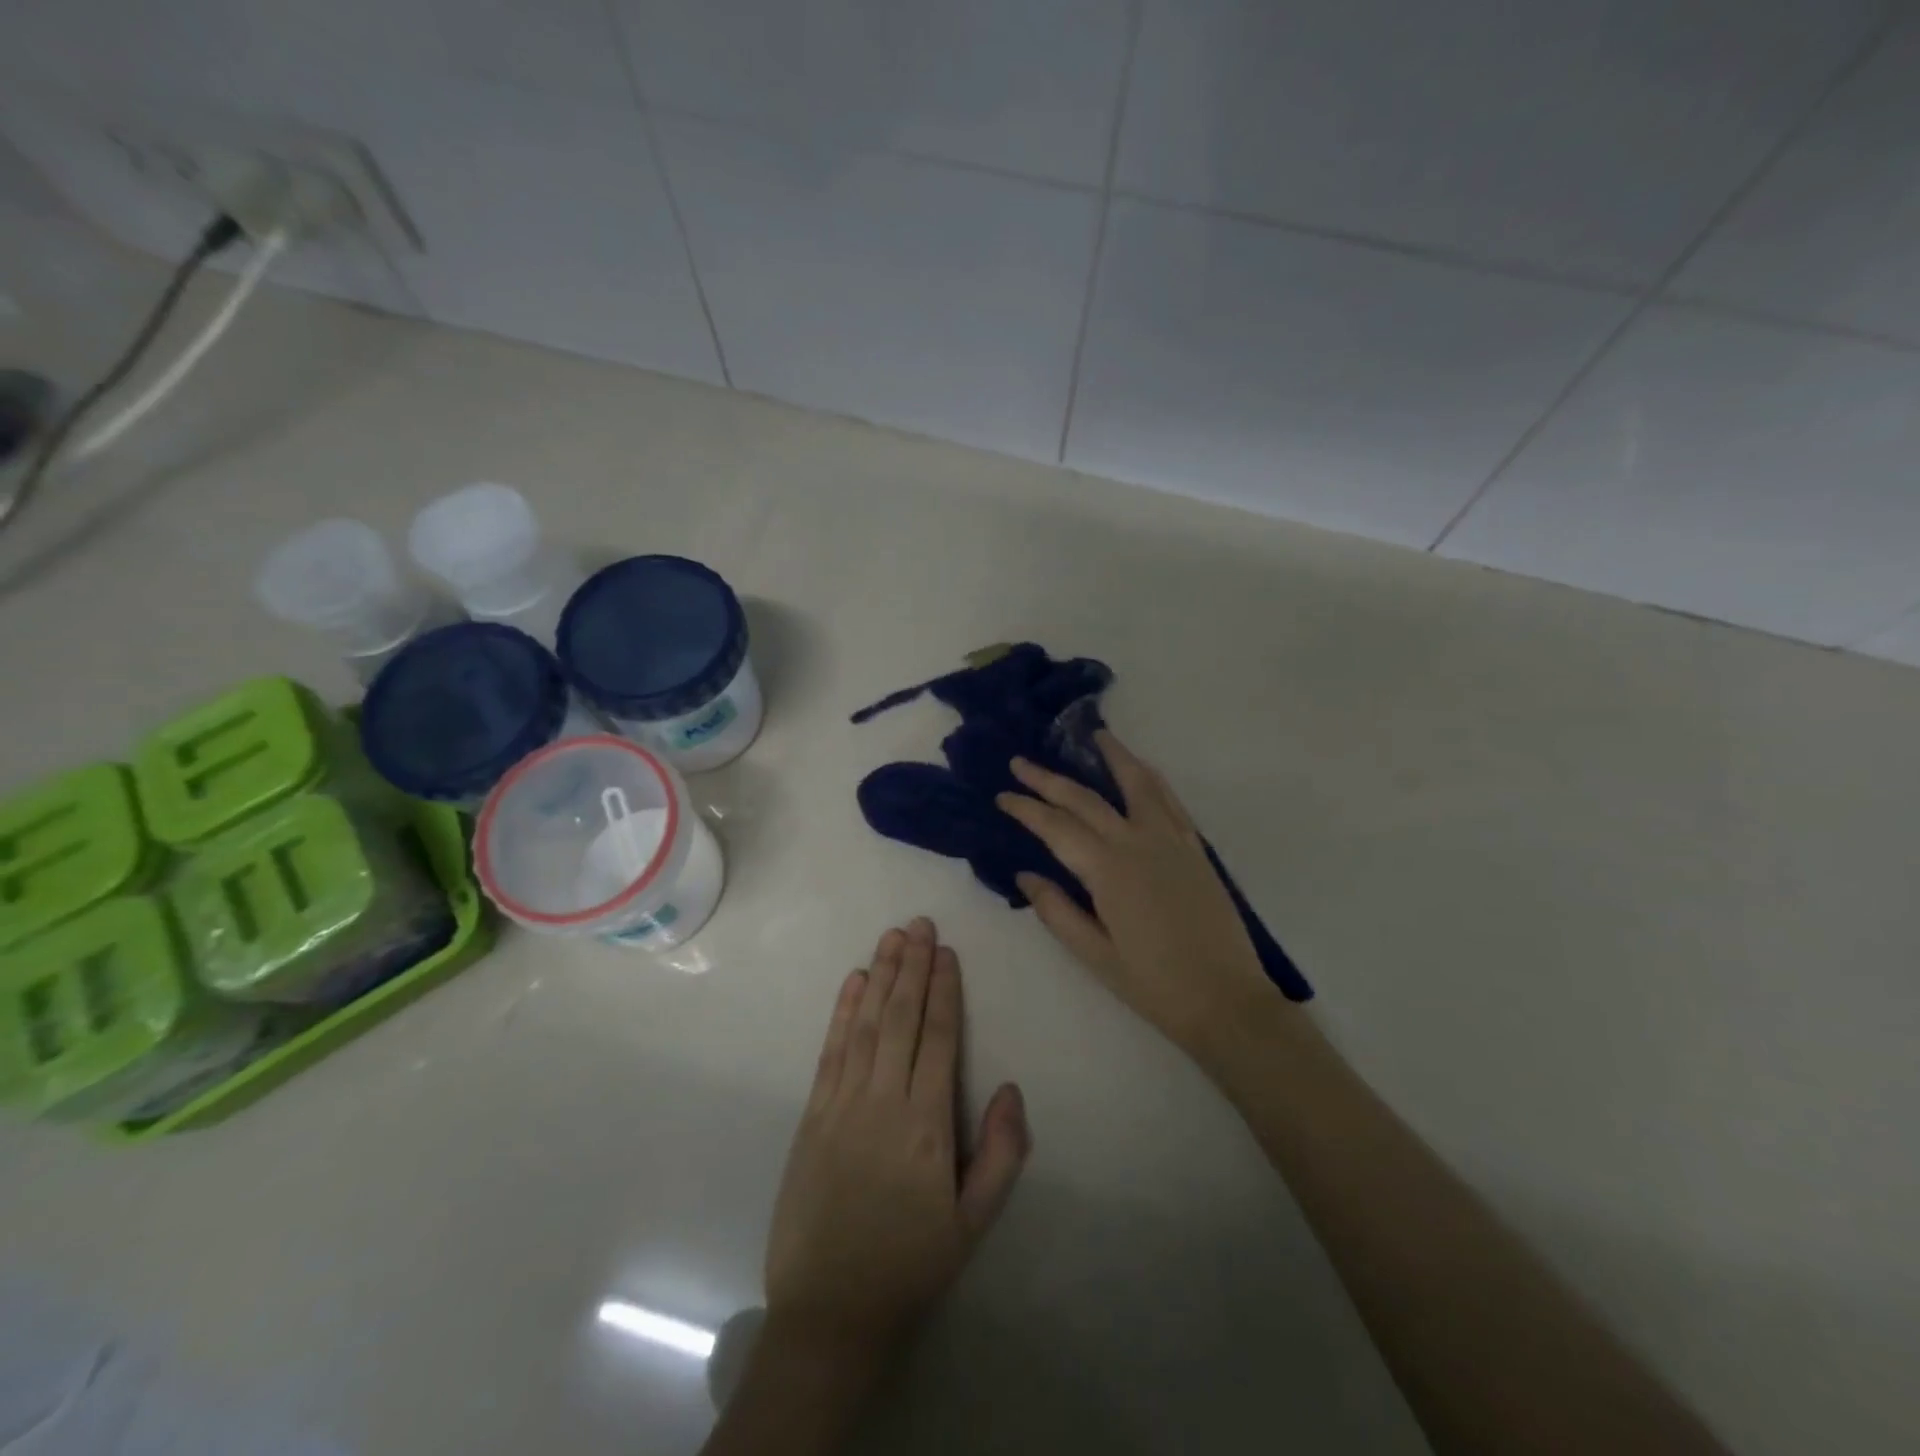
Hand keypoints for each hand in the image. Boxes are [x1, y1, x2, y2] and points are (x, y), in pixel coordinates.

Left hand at [765, 918, 1030, 1364]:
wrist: (829, 1310)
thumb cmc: (910, 1263)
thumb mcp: (972, 1223)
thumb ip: (999, 1154)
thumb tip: (1010, 1088)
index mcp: (927, 1125)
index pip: (938, 1039)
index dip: (944, 991)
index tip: (947, 952)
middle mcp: (883, 1101)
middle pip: (901, 1018)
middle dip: (913, 967)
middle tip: (920, 924)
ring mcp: (842, 1104)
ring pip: (866, 1024)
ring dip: (880, 976)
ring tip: (892, 937)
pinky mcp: (812, 1114)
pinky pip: (831, 1050)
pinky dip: (843, 1011)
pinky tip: (854, 982)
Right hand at [997, 731, 1279, 1058]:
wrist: (1226, 1000)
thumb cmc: (1154, 984)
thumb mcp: (1094, 955)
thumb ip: (1056, 911)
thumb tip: (1025, 874)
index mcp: (1108, 871)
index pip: (1056, 827)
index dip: (1025, 808)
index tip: (1002, 795)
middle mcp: (1138, 843)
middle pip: (1086, 799)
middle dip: (1049, 779)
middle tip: (1020, 762)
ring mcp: (1171, 840)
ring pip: (1137, 784)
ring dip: (1112, 756)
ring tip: (1094, 736)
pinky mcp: (1194, 847)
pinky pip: (1168, 799)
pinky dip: (1149, 777)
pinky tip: (1140, 771)